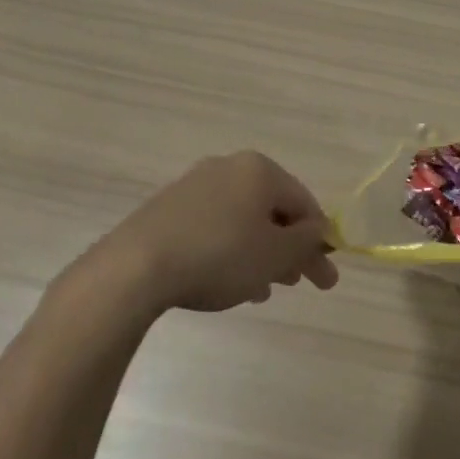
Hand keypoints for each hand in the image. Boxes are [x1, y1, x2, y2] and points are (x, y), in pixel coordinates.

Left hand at [74, 152, 339, 314]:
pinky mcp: (168, 208)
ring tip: (262, 290)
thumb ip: (306, 241)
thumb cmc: (219, 255)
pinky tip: (227, 282)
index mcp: (260, 170)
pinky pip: (213, 227)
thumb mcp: (276, 254)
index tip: (324, 276)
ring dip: (260, 253)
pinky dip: (229, 251)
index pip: (304, 202)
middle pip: (272, 210)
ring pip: (242, 220)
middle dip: (289, 248)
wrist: (135, 268)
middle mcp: (229, 168)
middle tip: (298, 283)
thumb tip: (318, 229)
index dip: (319, 240)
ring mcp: (194, 186)